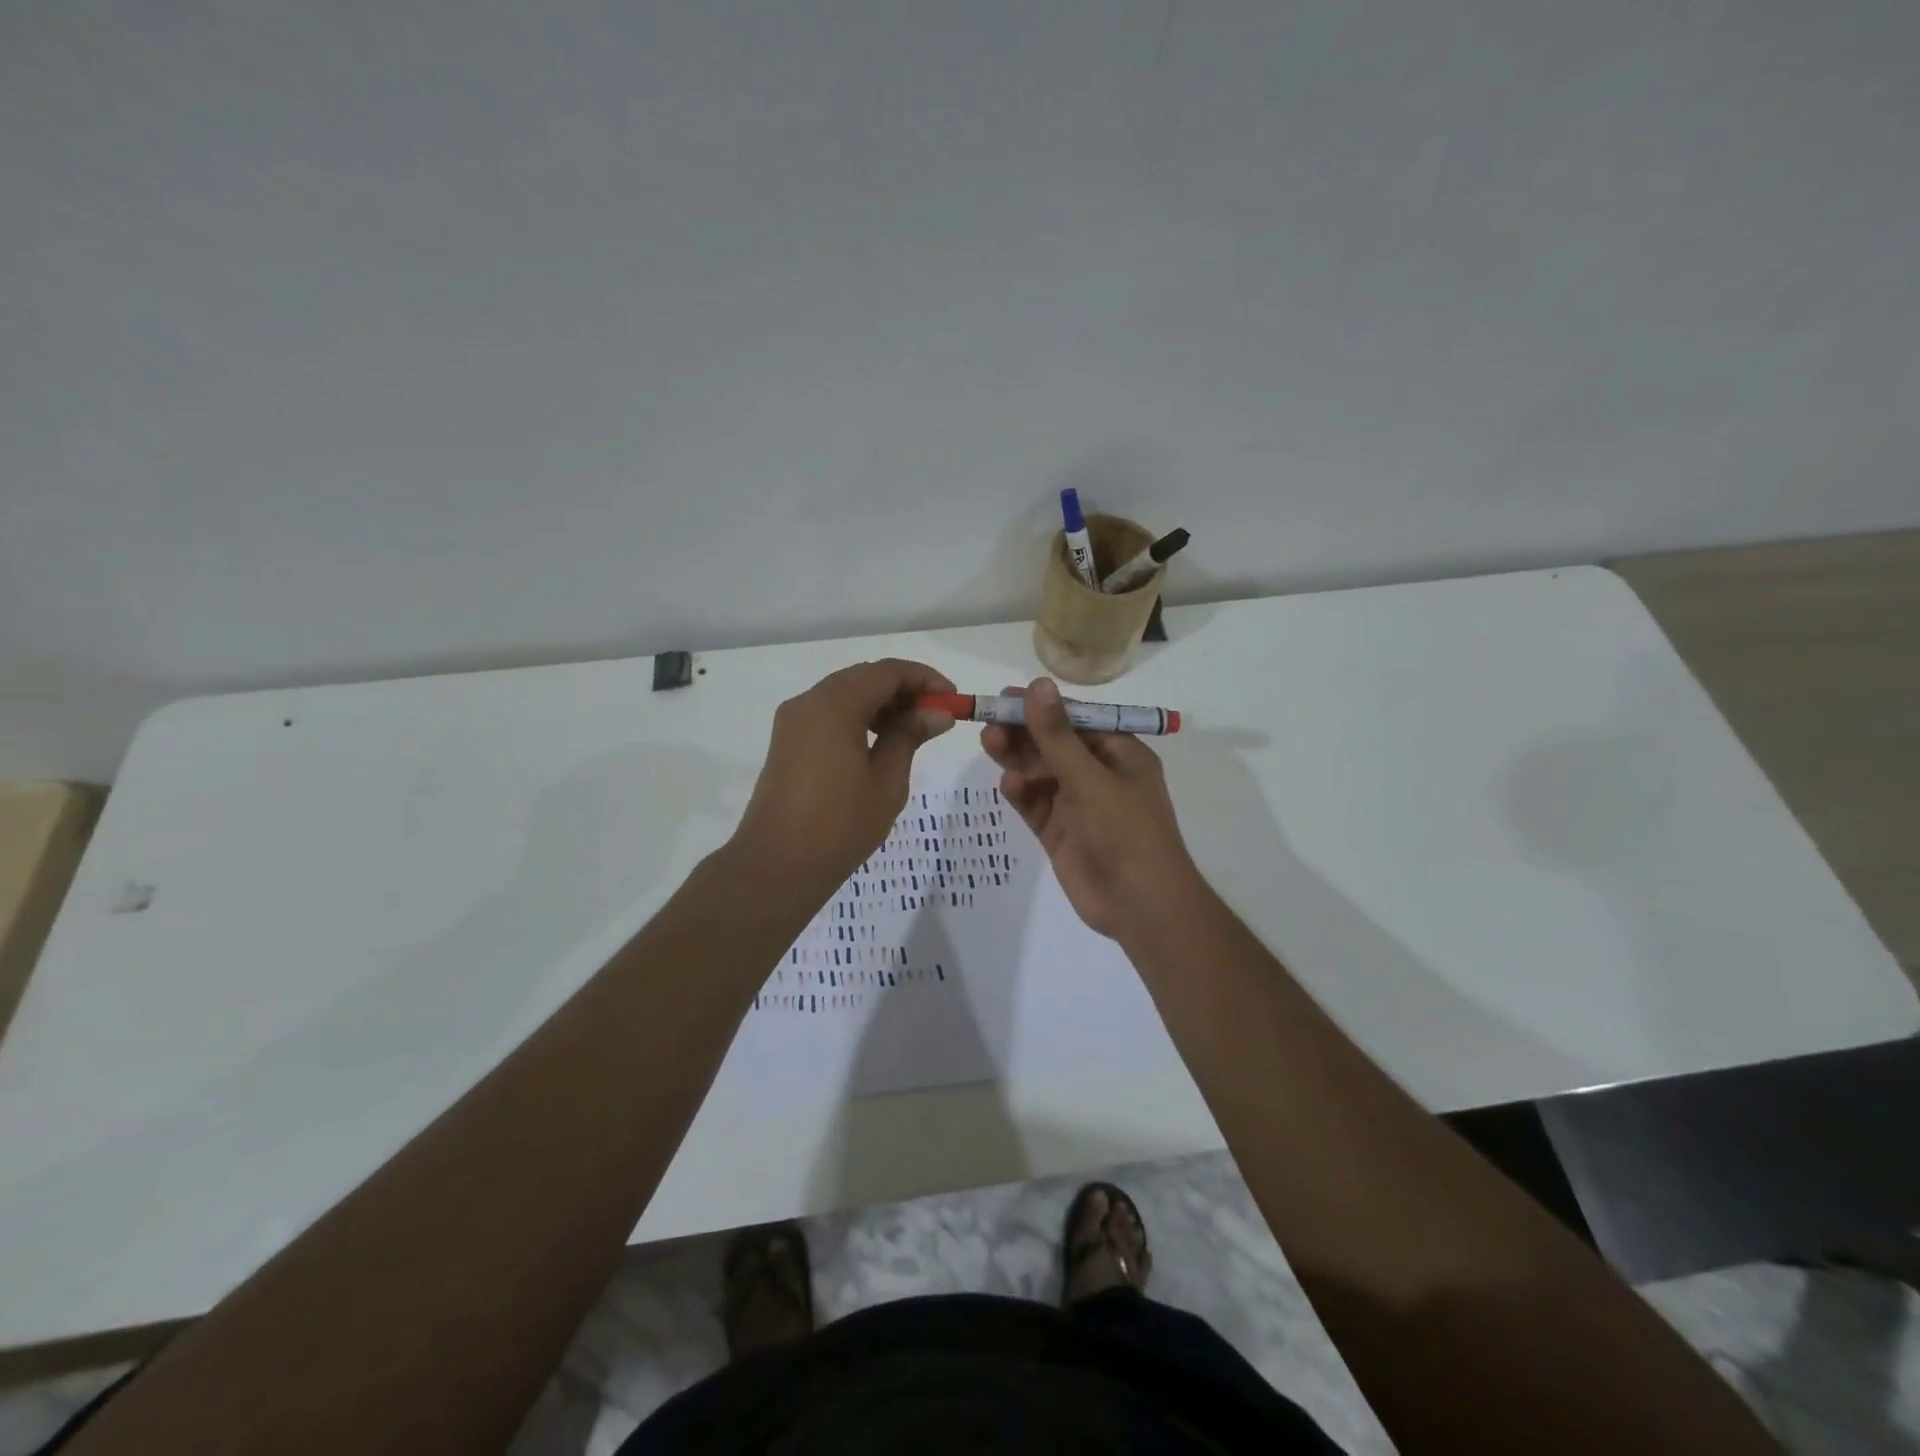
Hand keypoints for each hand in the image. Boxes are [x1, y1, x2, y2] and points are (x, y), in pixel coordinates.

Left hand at [732, 659, 956, 901]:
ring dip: (881, 703)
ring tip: (913, 730)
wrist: (777, 865)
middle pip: (864, 678)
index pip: (886, 672)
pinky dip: (858, 717)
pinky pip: (829, 713)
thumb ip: (909, 736)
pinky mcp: (787, 741)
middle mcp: (809, 702)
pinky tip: (879, 742)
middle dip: (903, 690)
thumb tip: (936, 714)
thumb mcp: (886, 781)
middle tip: (936, 715)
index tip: (953, 700)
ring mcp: (793, 721)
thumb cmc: (840, 825)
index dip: (924, 679)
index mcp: (834, 705)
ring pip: (845, 694)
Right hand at [981, 677, 1200, 940]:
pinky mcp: (1060, 832)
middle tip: (989, 720)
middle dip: (1024, 733)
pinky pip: (1036, 805)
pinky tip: (1008, 785)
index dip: (1043, 708)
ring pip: (1040, 774)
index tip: (1008, 697)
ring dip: (1017, 759)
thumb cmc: (1127, 832)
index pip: (1077, 721)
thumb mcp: (1091, 779)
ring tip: (989, 742)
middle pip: (1054, 746)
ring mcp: (1078, 805)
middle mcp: (1098, 775)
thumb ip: (1058, 736)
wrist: (1141, 906)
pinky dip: (1022, 793)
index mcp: (1120, 755)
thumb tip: (1037, 684)